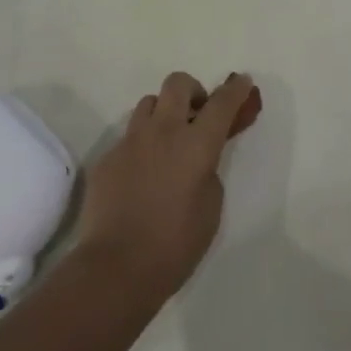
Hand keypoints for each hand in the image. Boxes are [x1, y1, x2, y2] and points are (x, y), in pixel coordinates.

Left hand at [75, 72, 258, 305]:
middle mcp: (162, 132)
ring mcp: (130, 141)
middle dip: (193, 90)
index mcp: (196, 145)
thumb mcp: (211, 209)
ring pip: (148, 103)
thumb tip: (197, 160)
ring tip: (167, 144)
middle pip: (177, 83)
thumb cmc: (175, 245)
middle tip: (197, 115)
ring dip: (163, 114)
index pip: (221, 103)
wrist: (115, 268)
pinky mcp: (107, 157)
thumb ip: (209, 172)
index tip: (243, 82)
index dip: (235, 90)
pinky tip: (141, 177)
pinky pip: (128, 137)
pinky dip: (141, 146)